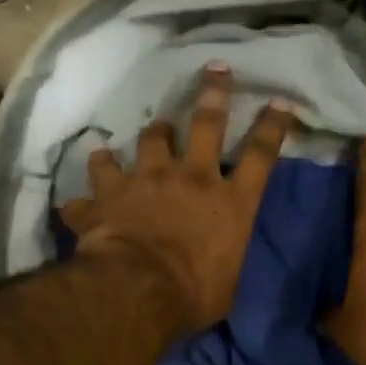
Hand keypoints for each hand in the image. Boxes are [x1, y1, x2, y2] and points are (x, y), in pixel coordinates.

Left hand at [59, 64, 294, 334]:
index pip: (260, 155)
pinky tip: (85, 185)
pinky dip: (93, 181)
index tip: (280, 101)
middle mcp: (191, 178)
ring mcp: (148, 179)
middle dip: (213, 94)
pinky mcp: (110, 192)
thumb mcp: (227, 284)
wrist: (136, 290)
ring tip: (151, 130)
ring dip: (151, 133)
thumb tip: (219, 264)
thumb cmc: (192, 295)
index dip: (272, 126)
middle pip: (206, 124)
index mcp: (230, 201)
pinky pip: (97, 179)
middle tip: (214, 69)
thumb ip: (224, 260)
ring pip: (150, 140)